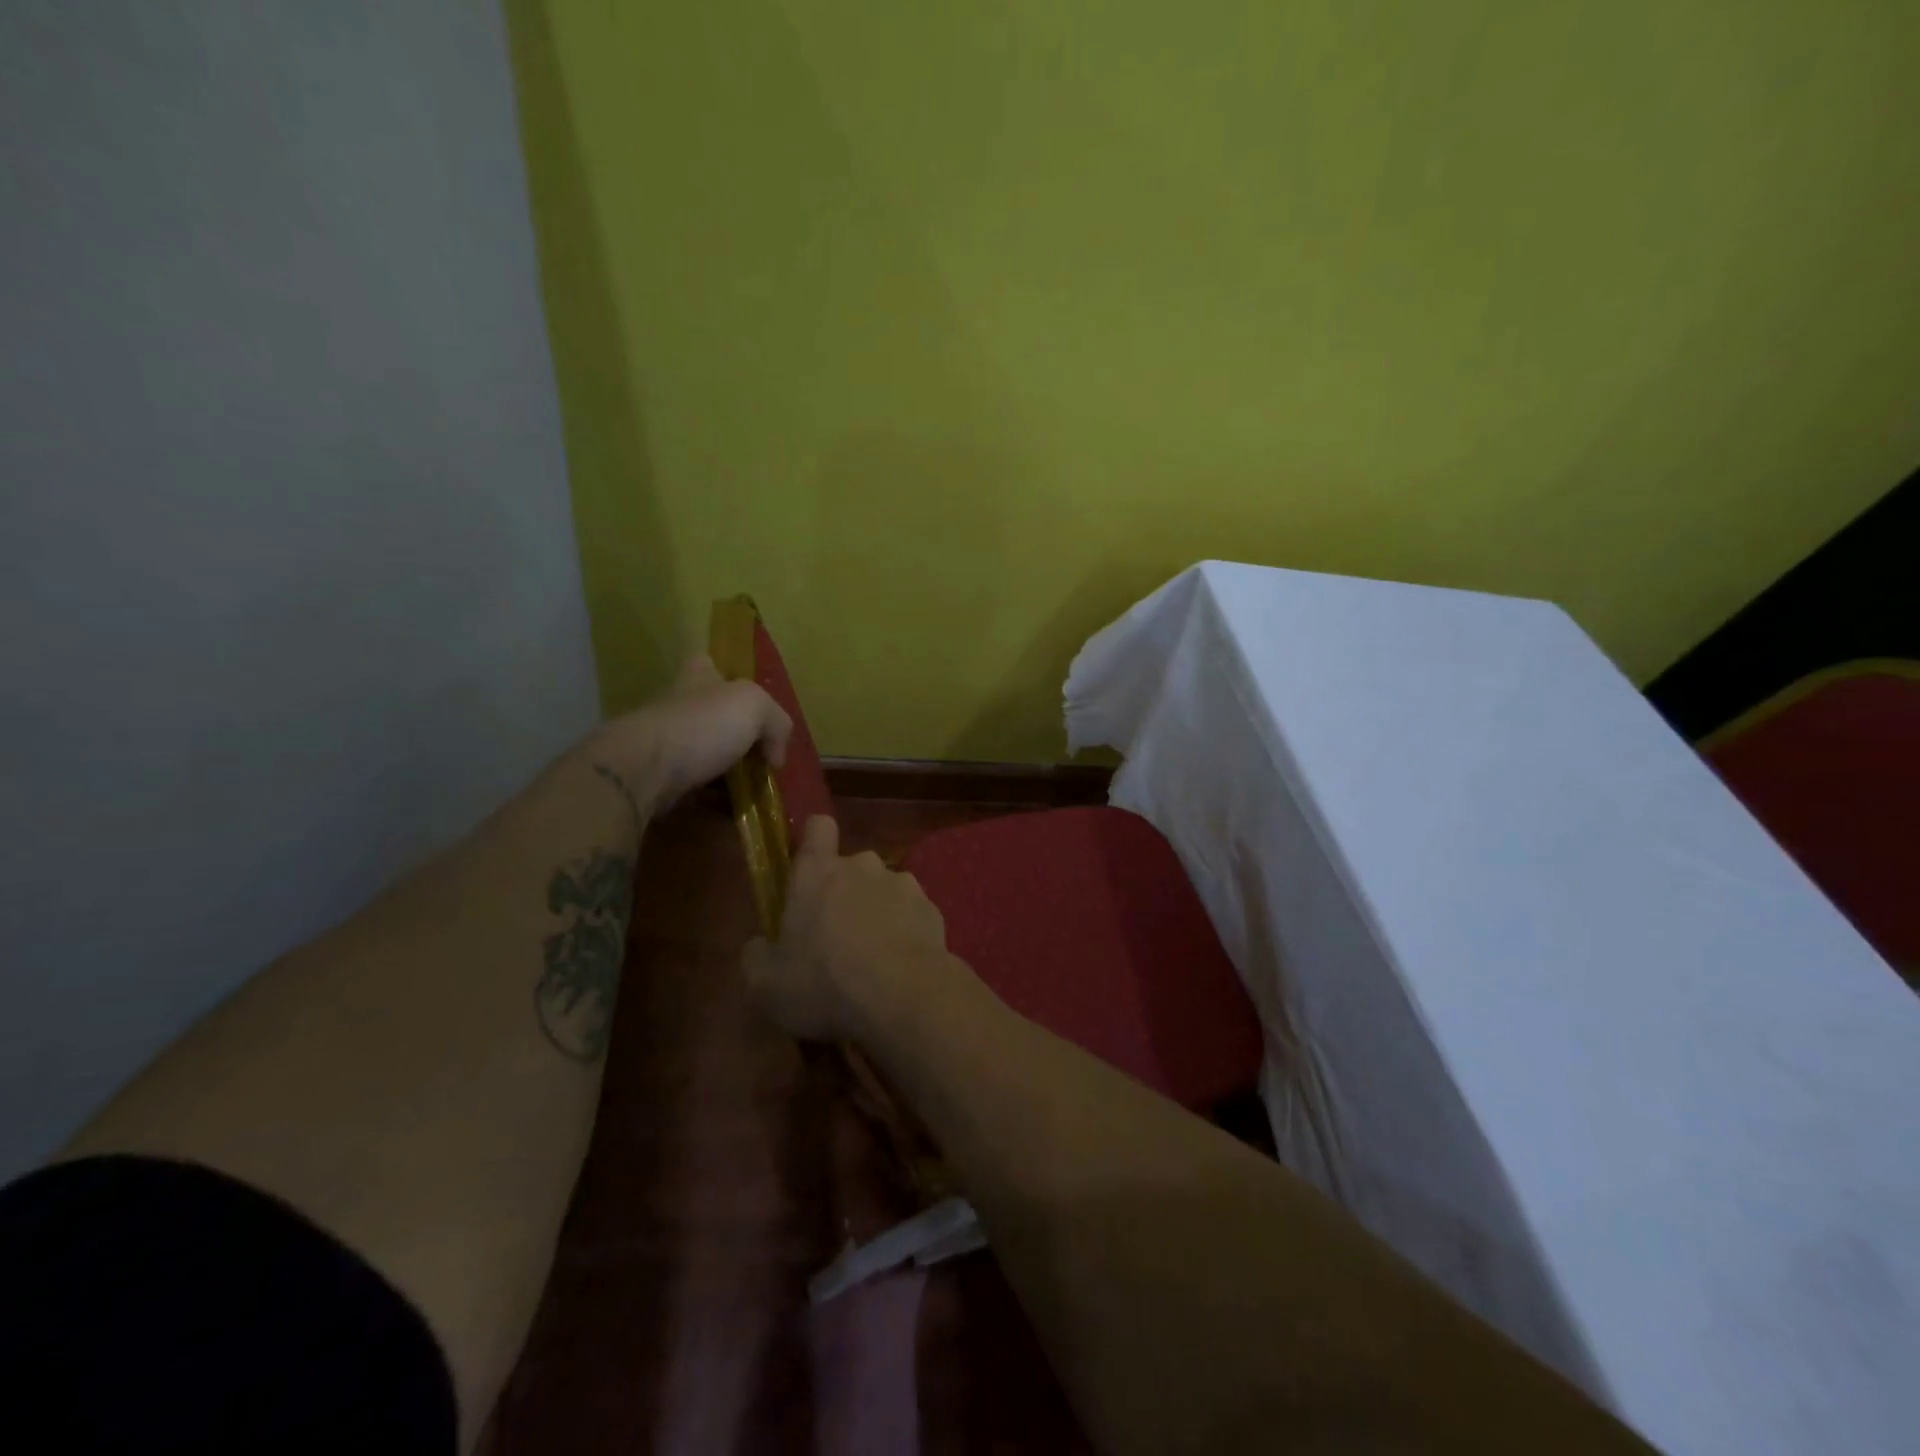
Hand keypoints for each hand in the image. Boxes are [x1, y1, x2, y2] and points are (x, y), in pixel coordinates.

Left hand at [593, 654, 792, 814]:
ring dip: (725, 772)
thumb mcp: (755, 708)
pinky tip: (731, 812)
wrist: (644, 770)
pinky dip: (711, 800)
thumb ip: (776, 723)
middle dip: (735, 735)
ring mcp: (664, 743)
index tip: (748, 704)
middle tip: (762, 758)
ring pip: (703, 754)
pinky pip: (692, 788)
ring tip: (753, 792)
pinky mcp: (657, 778)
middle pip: (711, 714)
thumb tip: (775, 755)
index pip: (709, 664)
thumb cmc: (702, 726)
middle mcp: (678, 705)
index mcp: (698, 677)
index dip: (727, 678)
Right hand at [743, 816, 954, 1041]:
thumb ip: (757, 956)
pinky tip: (901, 968)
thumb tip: (760, 945)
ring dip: (878, 914)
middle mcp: (862, 866)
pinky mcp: (932, 908)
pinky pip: (912, 914)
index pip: (818, 827)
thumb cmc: (824, 983)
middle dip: (846, 894)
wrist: (903, 997)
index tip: (810, 871)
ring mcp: (903, 884)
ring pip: (884, 891)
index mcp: (817, 873)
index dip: (814, 843)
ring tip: (874, 960)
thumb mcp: (766, 984)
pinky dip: (906, 933)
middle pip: (851, 868)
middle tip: (837, 939)